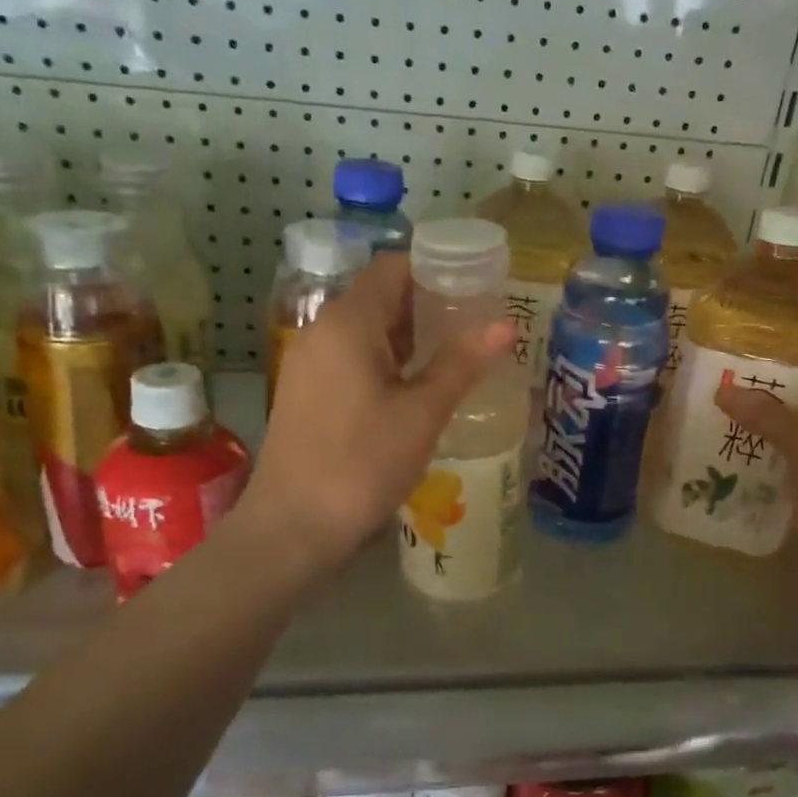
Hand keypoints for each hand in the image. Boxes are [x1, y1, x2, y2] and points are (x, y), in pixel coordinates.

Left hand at [244, 253, 513, 576]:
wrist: (292, 528)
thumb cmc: (361, 465)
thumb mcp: (421, 414)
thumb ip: (461, 363)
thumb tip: (505, 326)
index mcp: (348, 323)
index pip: (392, 268)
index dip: (436, 269)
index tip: (477, 285)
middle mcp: (322, 331)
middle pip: (380, 296)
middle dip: (429, 304)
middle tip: (478, 321)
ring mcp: (311, 363)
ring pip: (367, 330)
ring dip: (410, 335)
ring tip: (458, 351)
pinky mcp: (309, 392)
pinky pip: (354, 357)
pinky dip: (388, 360)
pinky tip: (420, 385)